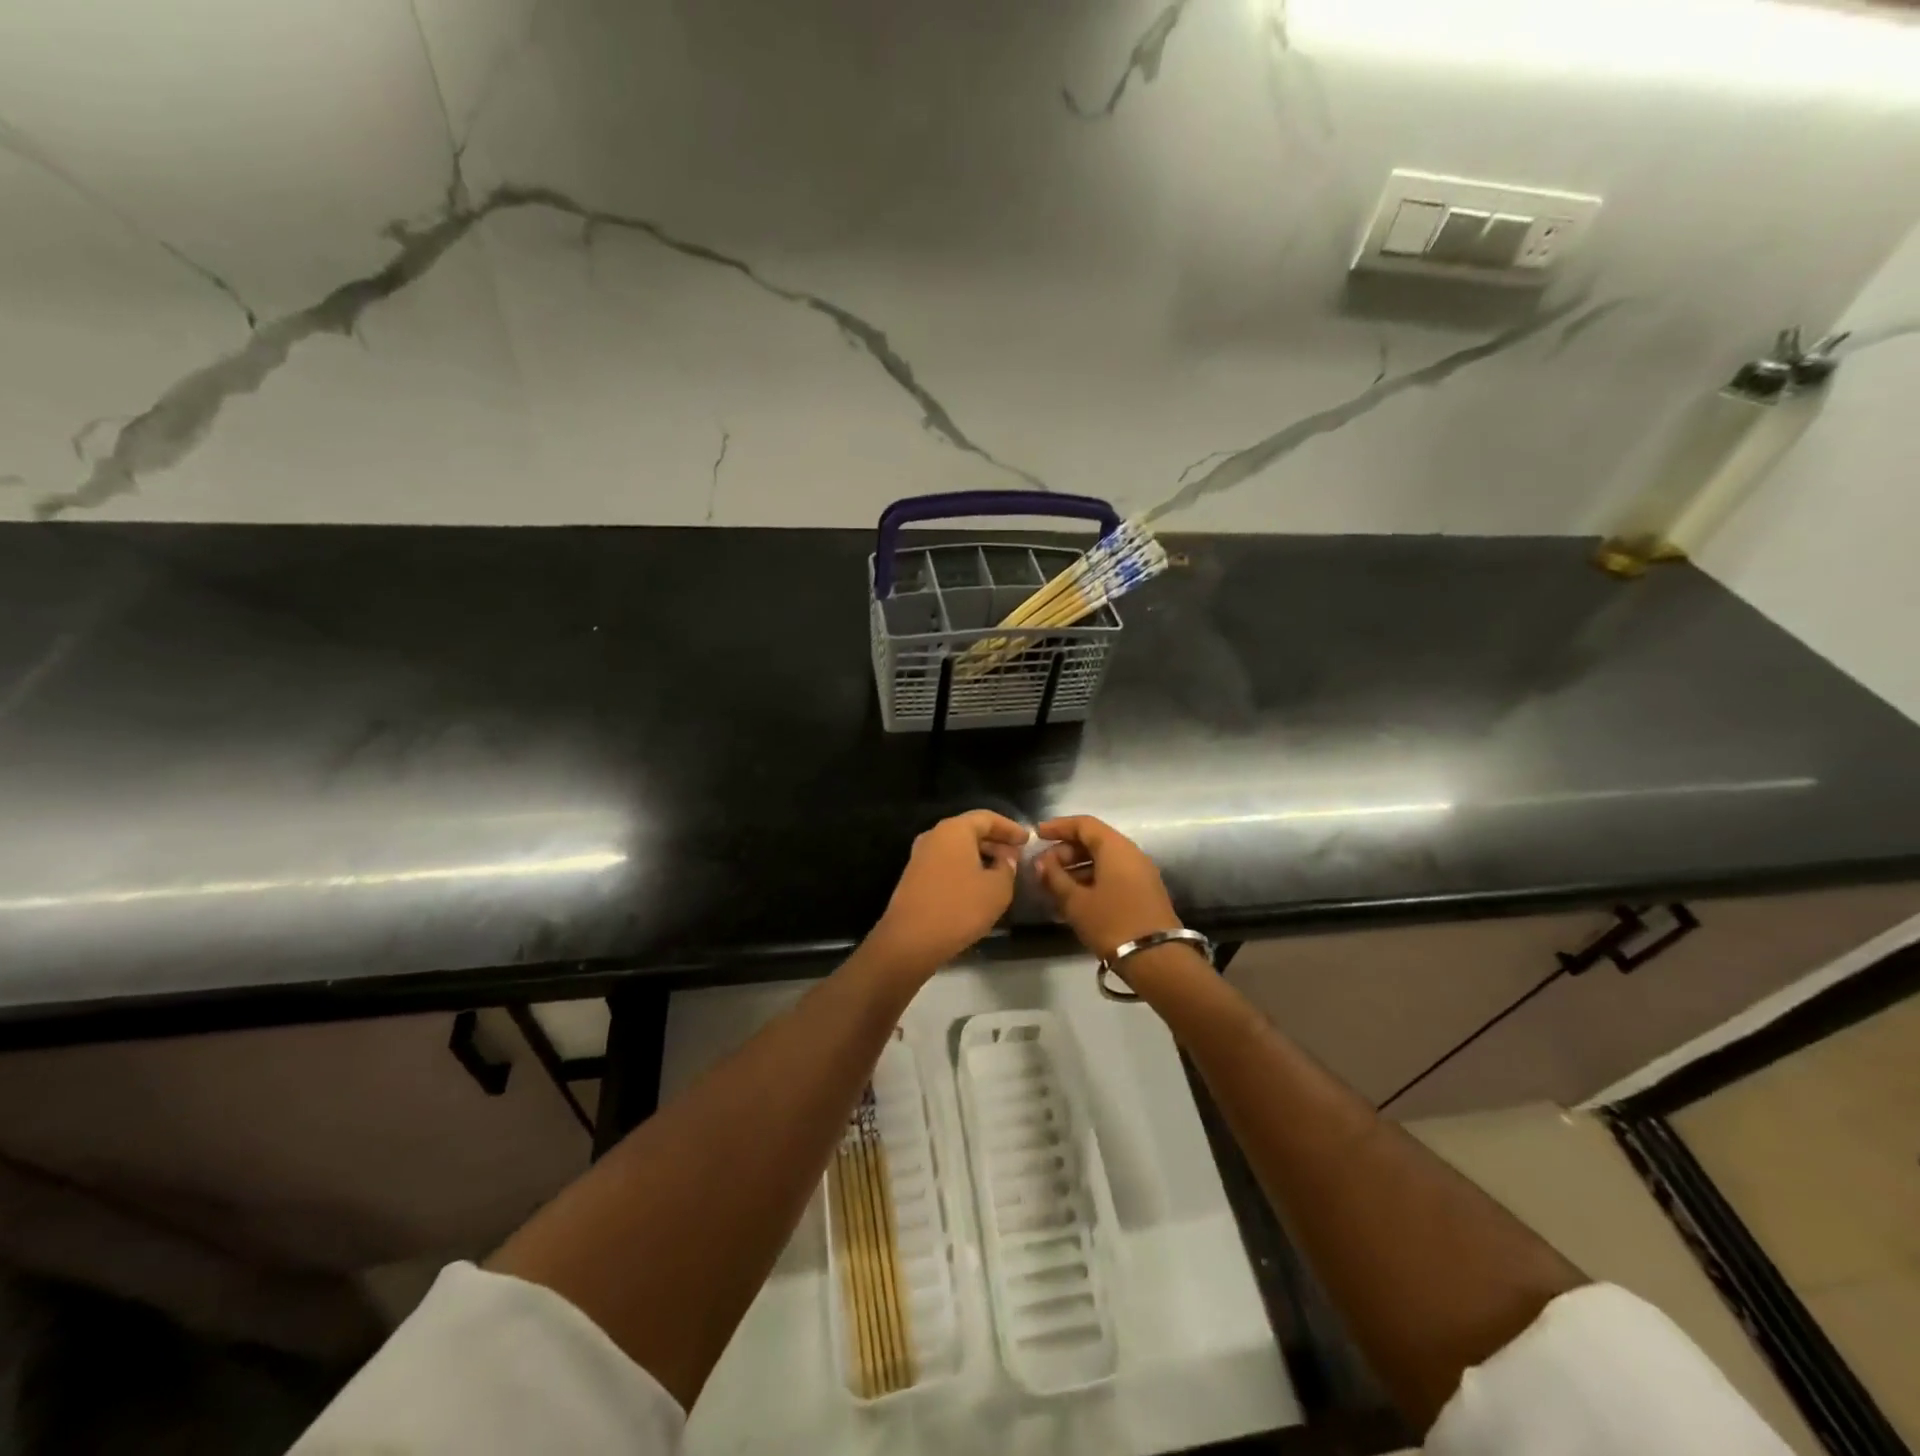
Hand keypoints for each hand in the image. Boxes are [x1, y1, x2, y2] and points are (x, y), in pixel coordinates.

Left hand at [866, 810, 1027, 981]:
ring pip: (957, 848)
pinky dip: (965, 868)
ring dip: (980, 856)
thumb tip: (1006, 858)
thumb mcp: (997, 889)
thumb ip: (1007, 867)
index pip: (987, 818)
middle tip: (1016, 856)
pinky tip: (978, 886)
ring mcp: (920, 857)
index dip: (1010, 827)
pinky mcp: (914, 877)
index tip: (1027, 840)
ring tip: (1001, 872)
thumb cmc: (959, 908)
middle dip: (995, 842)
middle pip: (970, 831)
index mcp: (954, 830)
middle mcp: (934, 836)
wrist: (910, 941)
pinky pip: (946, 863)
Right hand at [1033, 815, 1181, 960]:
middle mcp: (1131, 854)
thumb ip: (1055, 877)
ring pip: (1103, 860)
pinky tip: (1073, 898)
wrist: (1157, 959)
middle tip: (1043, 868)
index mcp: (1115, 848)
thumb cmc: (1112, 923)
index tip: (1037, 834)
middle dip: (1065, 851)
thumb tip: (1041, 863)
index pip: (1083, 824)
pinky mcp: (1143, 892)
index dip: (1058, 826)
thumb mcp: (1076, 902)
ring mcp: (1140, 873)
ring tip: (1053, 886)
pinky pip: (1112, 875)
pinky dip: (1091, 880)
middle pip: (1093, 841)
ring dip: (1076, 868)